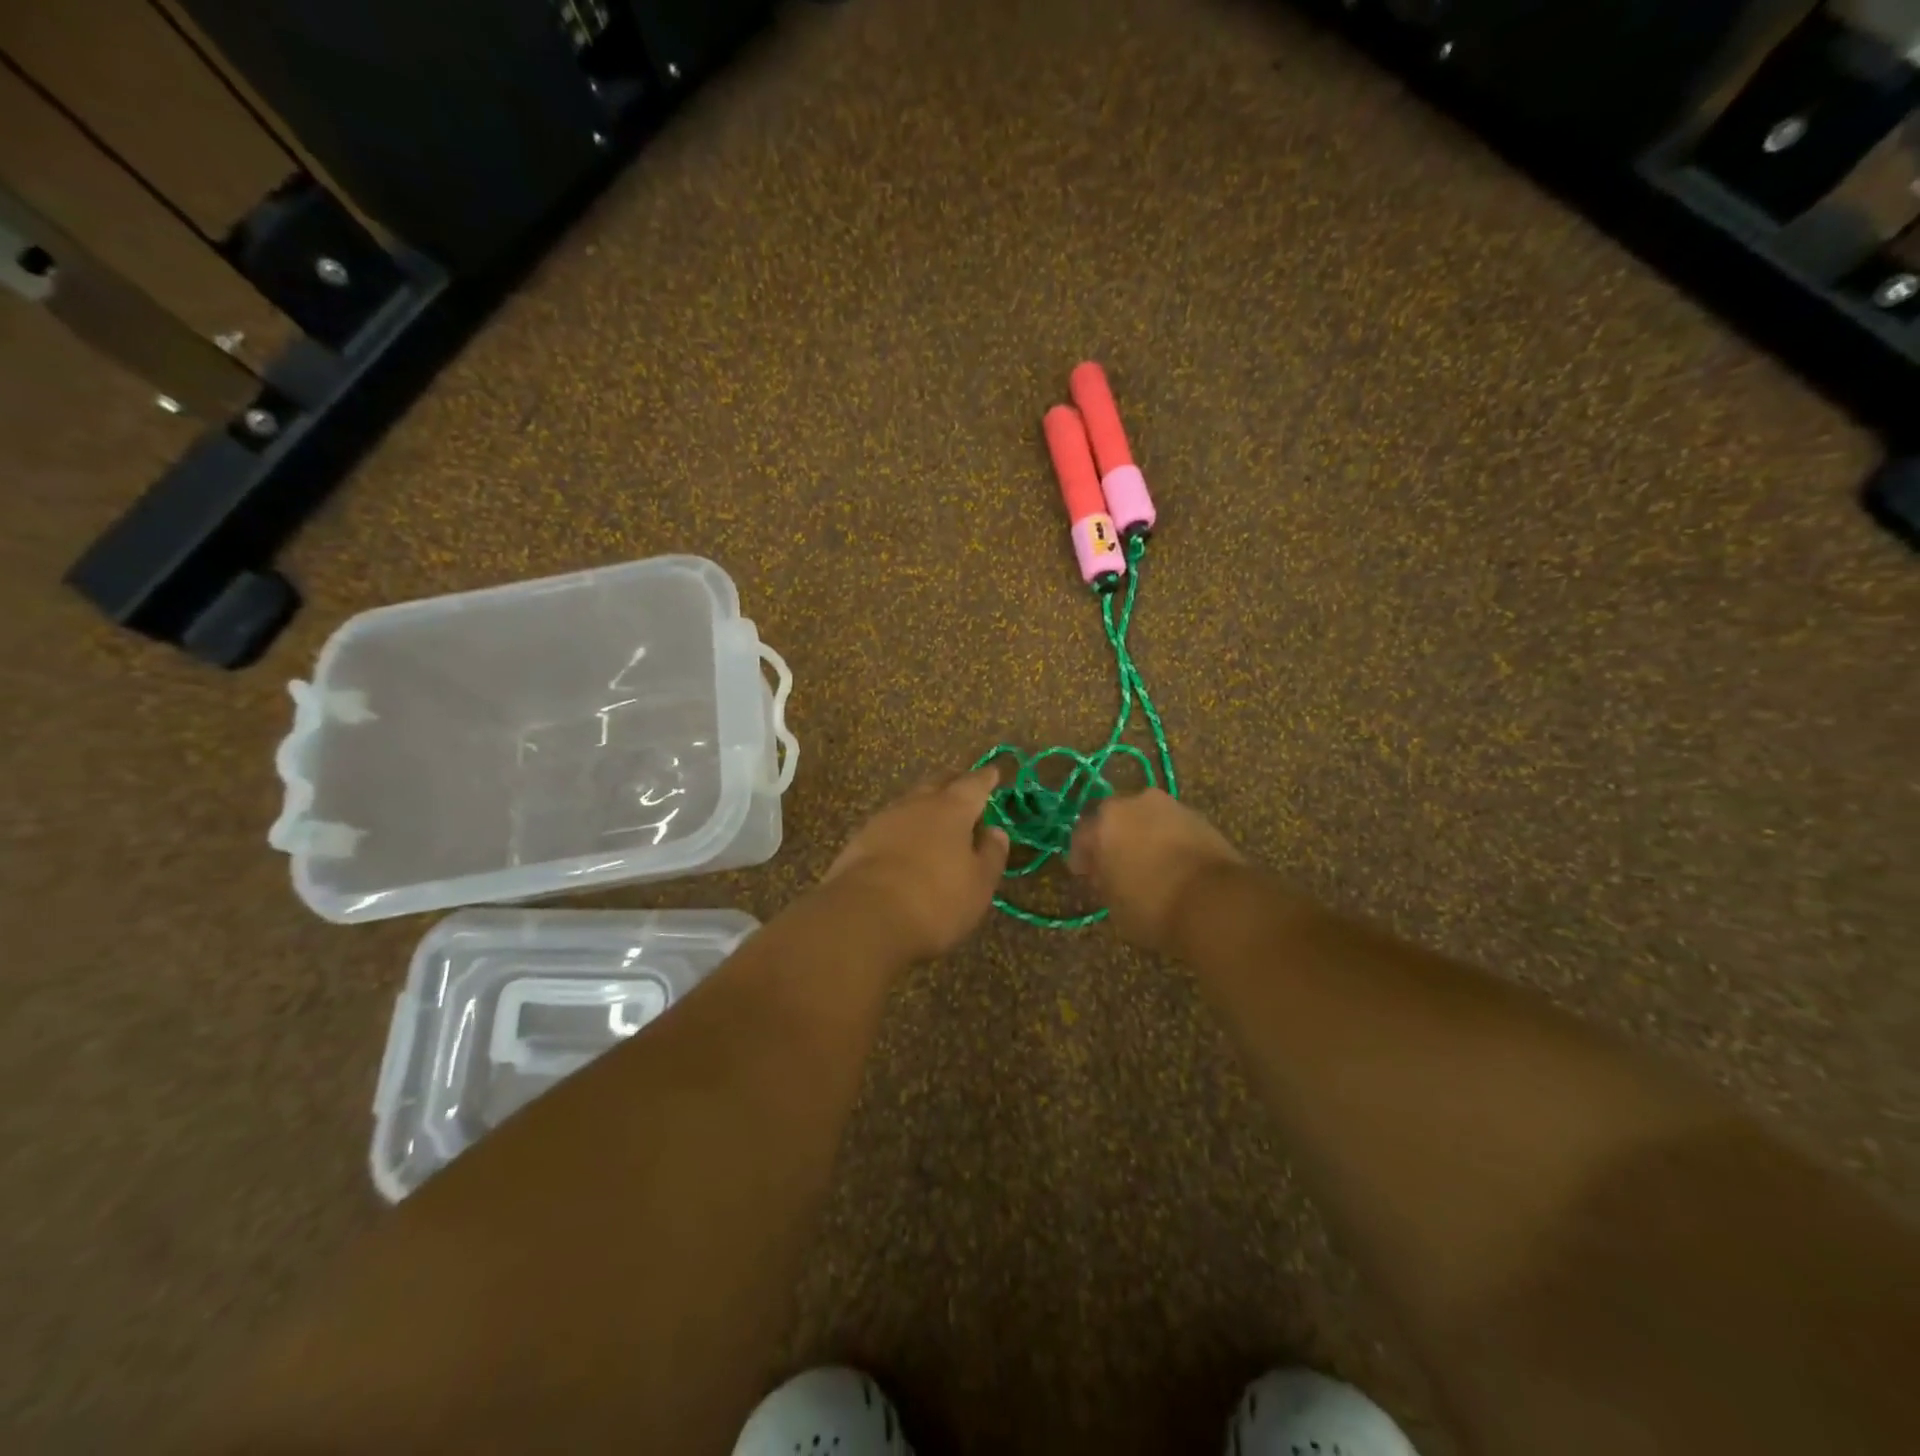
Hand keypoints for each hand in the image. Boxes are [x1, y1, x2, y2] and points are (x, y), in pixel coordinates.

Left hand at [821, 768, 1011, 959]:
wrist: (865, 917)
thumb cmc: (936, 900)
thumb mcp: (979, 884)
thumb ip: (991, 854)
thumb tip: (995, 831)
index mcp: (952, 809)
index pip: (974, 784)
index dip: (985, 778)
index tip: (993, 772)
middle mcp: (916, 804)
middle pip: (937, 784)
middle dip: (952, 783)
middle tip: (962, 786)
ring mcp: (883, 820)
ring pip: (909, 803)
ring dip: (924, 806)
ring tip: (934, 817)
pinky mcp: (858, 841)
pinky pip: (888, 826)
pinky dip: (901, 829)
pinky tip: (903, 844)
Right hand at [1069, 788, 1246, 951]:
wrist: (1216, 902)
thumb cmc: (1152, 906)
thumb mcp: (1114, 904)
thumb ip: (1105, 881)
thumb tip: (1107, 873)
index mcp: (1105, 822)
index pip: (1082, 836)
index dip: (1082, 858)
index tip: (1086, 876)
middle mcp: (1135, 803)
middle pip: (1115, 819)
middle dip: (1113, 840)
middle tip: (1116, 866)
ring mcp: (1171, 806)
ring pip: (1146, 819)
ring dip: (1143, 837)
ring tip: (1148, 865)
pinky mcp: (1200, 817)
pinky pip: (1172, 827)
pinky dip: (1168, 841)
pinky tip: (1173, 864)